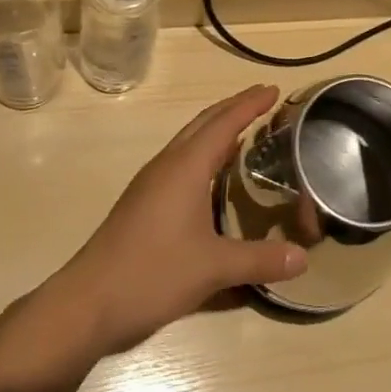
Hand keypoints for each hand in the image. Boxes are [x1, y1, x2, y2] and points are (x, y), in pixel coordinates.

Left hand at [48, 84, 306, 355]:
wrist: (87, 303)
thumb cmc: (152, 273)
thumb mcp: (213, 268)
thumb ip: (259, 260)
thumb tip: (303, 259)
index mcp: (187, 166)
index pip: (225, 122)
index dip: (251, 104)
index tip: (273, 89)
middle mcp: (169, 163)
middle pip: (205, 122)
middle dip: (235, 107)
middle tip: (264, 99)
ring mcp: (152, 181)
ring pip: (190, 139)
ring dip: (217, 127)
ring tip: (244, 129)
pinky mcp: (143, 200)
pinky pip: (182, 158)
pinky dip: (204, 150)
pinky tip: (214, 172)